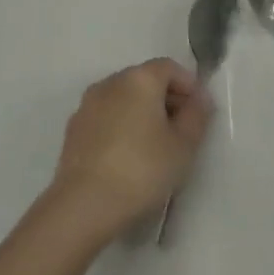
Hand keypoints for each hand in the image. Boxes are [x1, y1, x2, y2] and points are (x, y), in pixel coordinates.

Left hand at [50, 59, 212, 237]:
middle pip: (145, 80)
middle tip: (182, 129)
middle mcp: (110, 83)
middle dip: (167, 98)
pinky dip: (121, 126)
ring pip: (123, 99)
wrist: (83, 206)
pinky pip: (106, 117)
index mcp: (139, 79)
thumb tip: (199, 100)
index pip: (170, 67)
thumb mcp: (184, 145)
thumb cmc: (142, 170)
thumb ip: (197, 116)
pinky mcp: (73, 130)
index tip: (200, 111)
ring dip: (142, 112)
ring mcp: (87, 106)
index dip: (189, 85)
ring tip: (156, 145)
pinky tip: (129, 156)